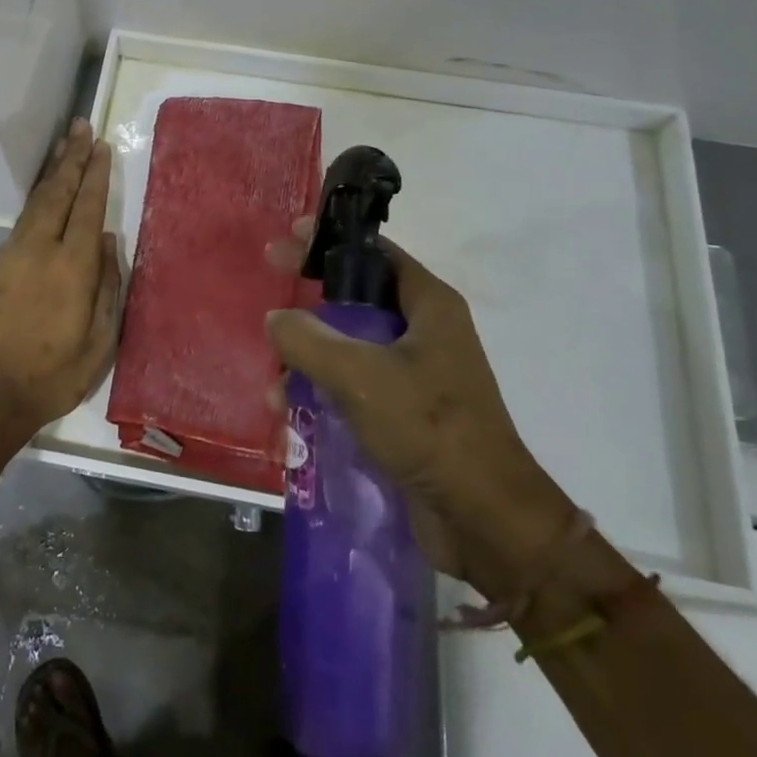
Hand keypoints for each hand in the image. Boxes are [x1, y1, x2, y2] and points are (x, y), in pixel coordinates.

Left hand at [0, 119, 122, 436]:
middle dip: (71, 158)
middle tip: (80, 127)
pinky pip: (21, 221)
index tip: (101, 146)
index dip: (95, 175)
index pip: (87, 208)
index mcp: (72, 267)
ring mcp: (12, 256)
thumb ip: (108, 287)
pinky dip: (35, 199)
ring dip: (51, 172)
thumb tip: (110, 242)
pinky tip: (42, 195)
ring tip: (62, 146)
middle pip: (57, 193)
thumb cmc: (52, 376)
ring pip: (35, 202)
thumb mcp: (99, 343)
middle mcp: (40, 250)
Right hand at [265, 221, 573, 595]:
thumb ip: (309, 340)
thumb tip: (276, 318)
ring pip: (350, 348)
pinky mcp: (406, 413)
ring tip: (274, 385)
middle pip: (358, 299)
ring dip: (310, 360)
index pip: (375, 252)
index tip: (289, 236)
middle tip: (270, 297)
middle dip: (311, 303)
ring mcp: (416, 374)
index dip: (331, 240)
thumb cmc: (429, 428)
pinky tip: (292, 416)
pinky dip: (323, 393)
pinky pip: (355, 387)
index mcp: (429, 305)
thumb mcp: (360, 376)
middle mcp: (424, 331)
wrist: (486, 520)